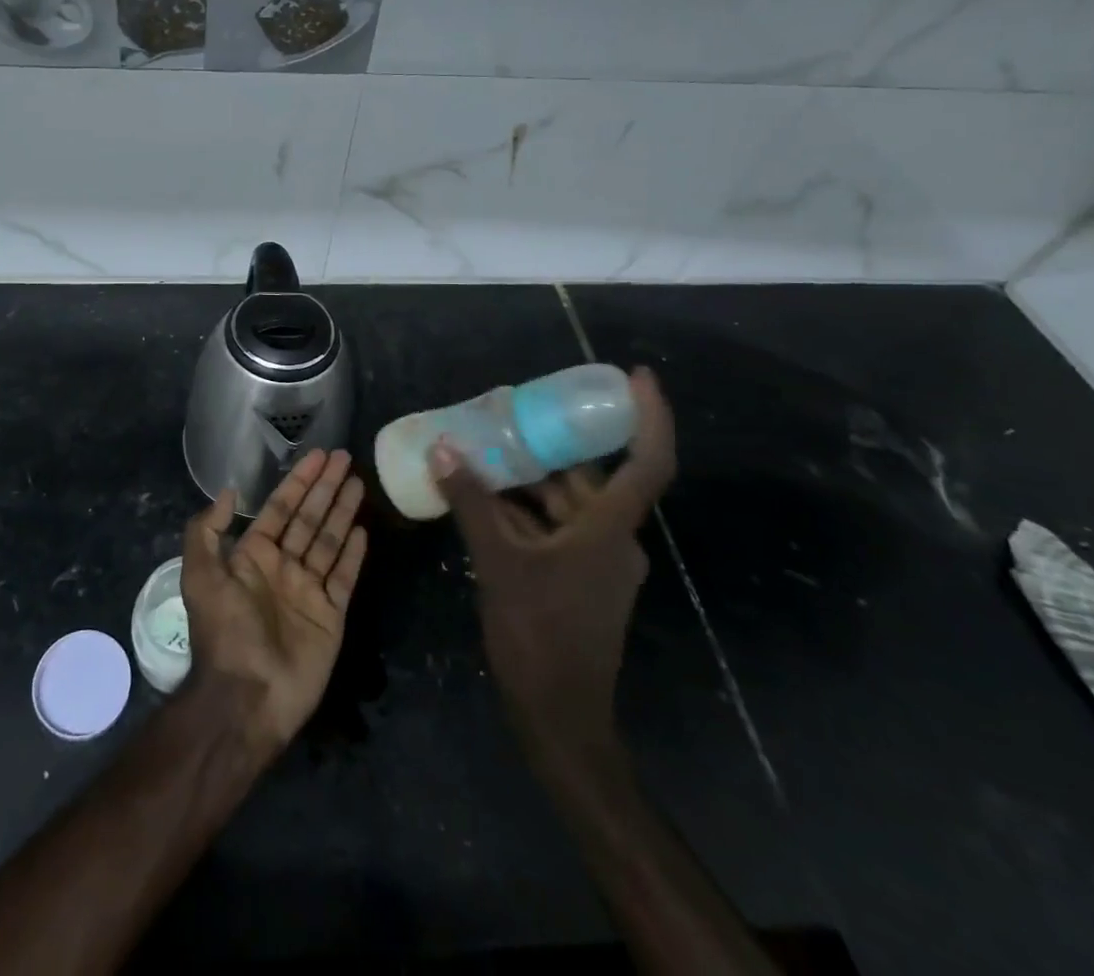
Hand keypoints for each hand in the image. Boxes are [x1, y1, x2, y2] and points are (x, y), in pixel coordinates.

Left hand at [180, 449, 368, 756]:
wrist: (247, 696)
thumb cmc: (225, 631)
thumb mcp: (200, 575)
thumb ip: (207, 530)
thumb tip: (229, 492)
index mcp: (253, 557)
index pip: (280, 508)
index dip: (298, 481)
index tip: (317, 455)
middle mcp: (282, 567)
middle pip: (308, 518)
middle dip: (325, 487)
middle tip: (344, 457)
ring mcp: (309, 591)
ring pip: (329, 540)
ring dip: (342, 511)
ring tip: (358, 482)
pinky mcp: (331, 615)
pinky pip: (344, 577)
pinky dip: (354, 554)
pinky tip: (364, 529)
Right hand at [434, 368, 676, 767]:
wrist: (558, 717)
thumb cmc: (538, 634)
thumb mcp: (498, 561)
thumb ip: (471, 503)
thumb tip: (444, 450)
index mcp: (609, 530)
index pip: (648, 463)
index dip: (649, 417)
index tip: (635, 377)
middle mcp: (612, 539)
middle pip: (591, 477)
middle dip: (555, 443)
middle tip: (517, 409)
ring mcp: (597, 562)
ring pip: (567, 503)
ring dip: (531, 477)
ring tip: (488, 446)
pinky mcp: (579, 578)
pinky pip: (555, 527)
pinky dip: (526, 509)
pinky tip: (485, 496)